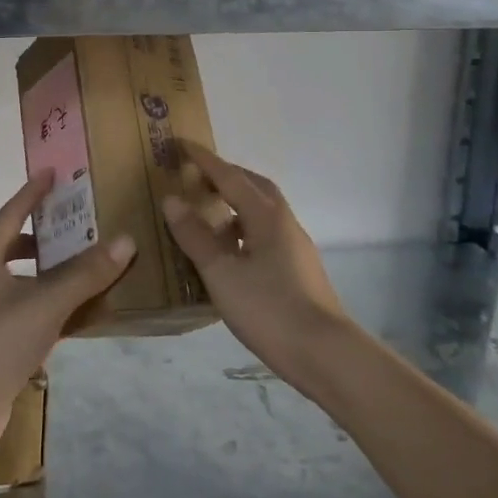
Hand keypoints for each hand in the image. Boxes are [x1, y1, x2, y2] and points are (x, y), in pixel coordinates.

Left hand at [0, 169, 135, 453]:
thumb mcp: (47, 303)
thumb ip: (85, 274)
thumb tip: (125, 241)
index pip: (11, 213)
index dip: (32, 192)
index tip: (51, 172)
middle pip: (13, 245)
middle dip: (43, 234)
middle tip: (74, 224)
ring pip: (19, 279)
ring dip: (47, 271)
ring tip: (79, 265)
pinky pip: (24, 308)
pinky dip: (47, 303)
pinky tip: (73, 312)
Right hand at [161, 143, 353, 389]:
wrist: (325, 354)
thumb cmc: (269, 308)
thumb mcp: (221, 273)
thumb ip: (195, 236)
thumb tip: (172, 199)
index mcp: (265, 215)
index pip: (229, 176)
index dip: (203, 160)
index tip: (180, 143)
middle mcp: (284, 222)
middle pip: (253, 186)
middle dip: (225, 176)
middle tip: (196, 177)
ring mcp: (295, 246)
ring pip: (261, 211)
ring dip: (235, 203)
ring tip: (207, 214)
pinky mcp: (298, 269)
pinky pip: (265, 233)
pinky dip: (243, 229)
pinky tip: (229, 251)